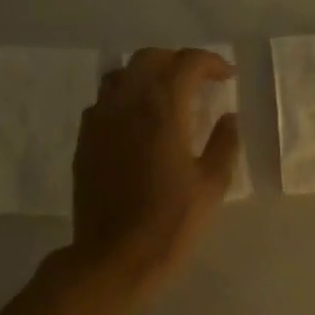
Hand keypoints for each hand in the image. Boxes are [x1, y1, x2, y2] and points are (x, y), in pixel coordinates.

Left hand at [70, 47, 240, 292]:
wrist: (114, 256)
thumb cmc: (171, 221)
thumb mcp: (211, 184)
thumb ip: (224, 143)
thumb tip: (229, 117)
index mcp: (163, 109)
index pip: (187, 63)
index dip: (210, 62)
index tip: (227, 77)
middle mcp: (127, 103)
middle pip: (149, 58)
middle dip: (177, 61)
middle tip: (198, 81)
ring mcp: (100, 120)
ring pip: (121, 75)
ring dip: (146, 76)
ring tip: (165, 97)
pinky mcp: (85, 140)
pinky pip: (103, 102)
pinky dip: (124, 99)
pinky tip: (136, 123)